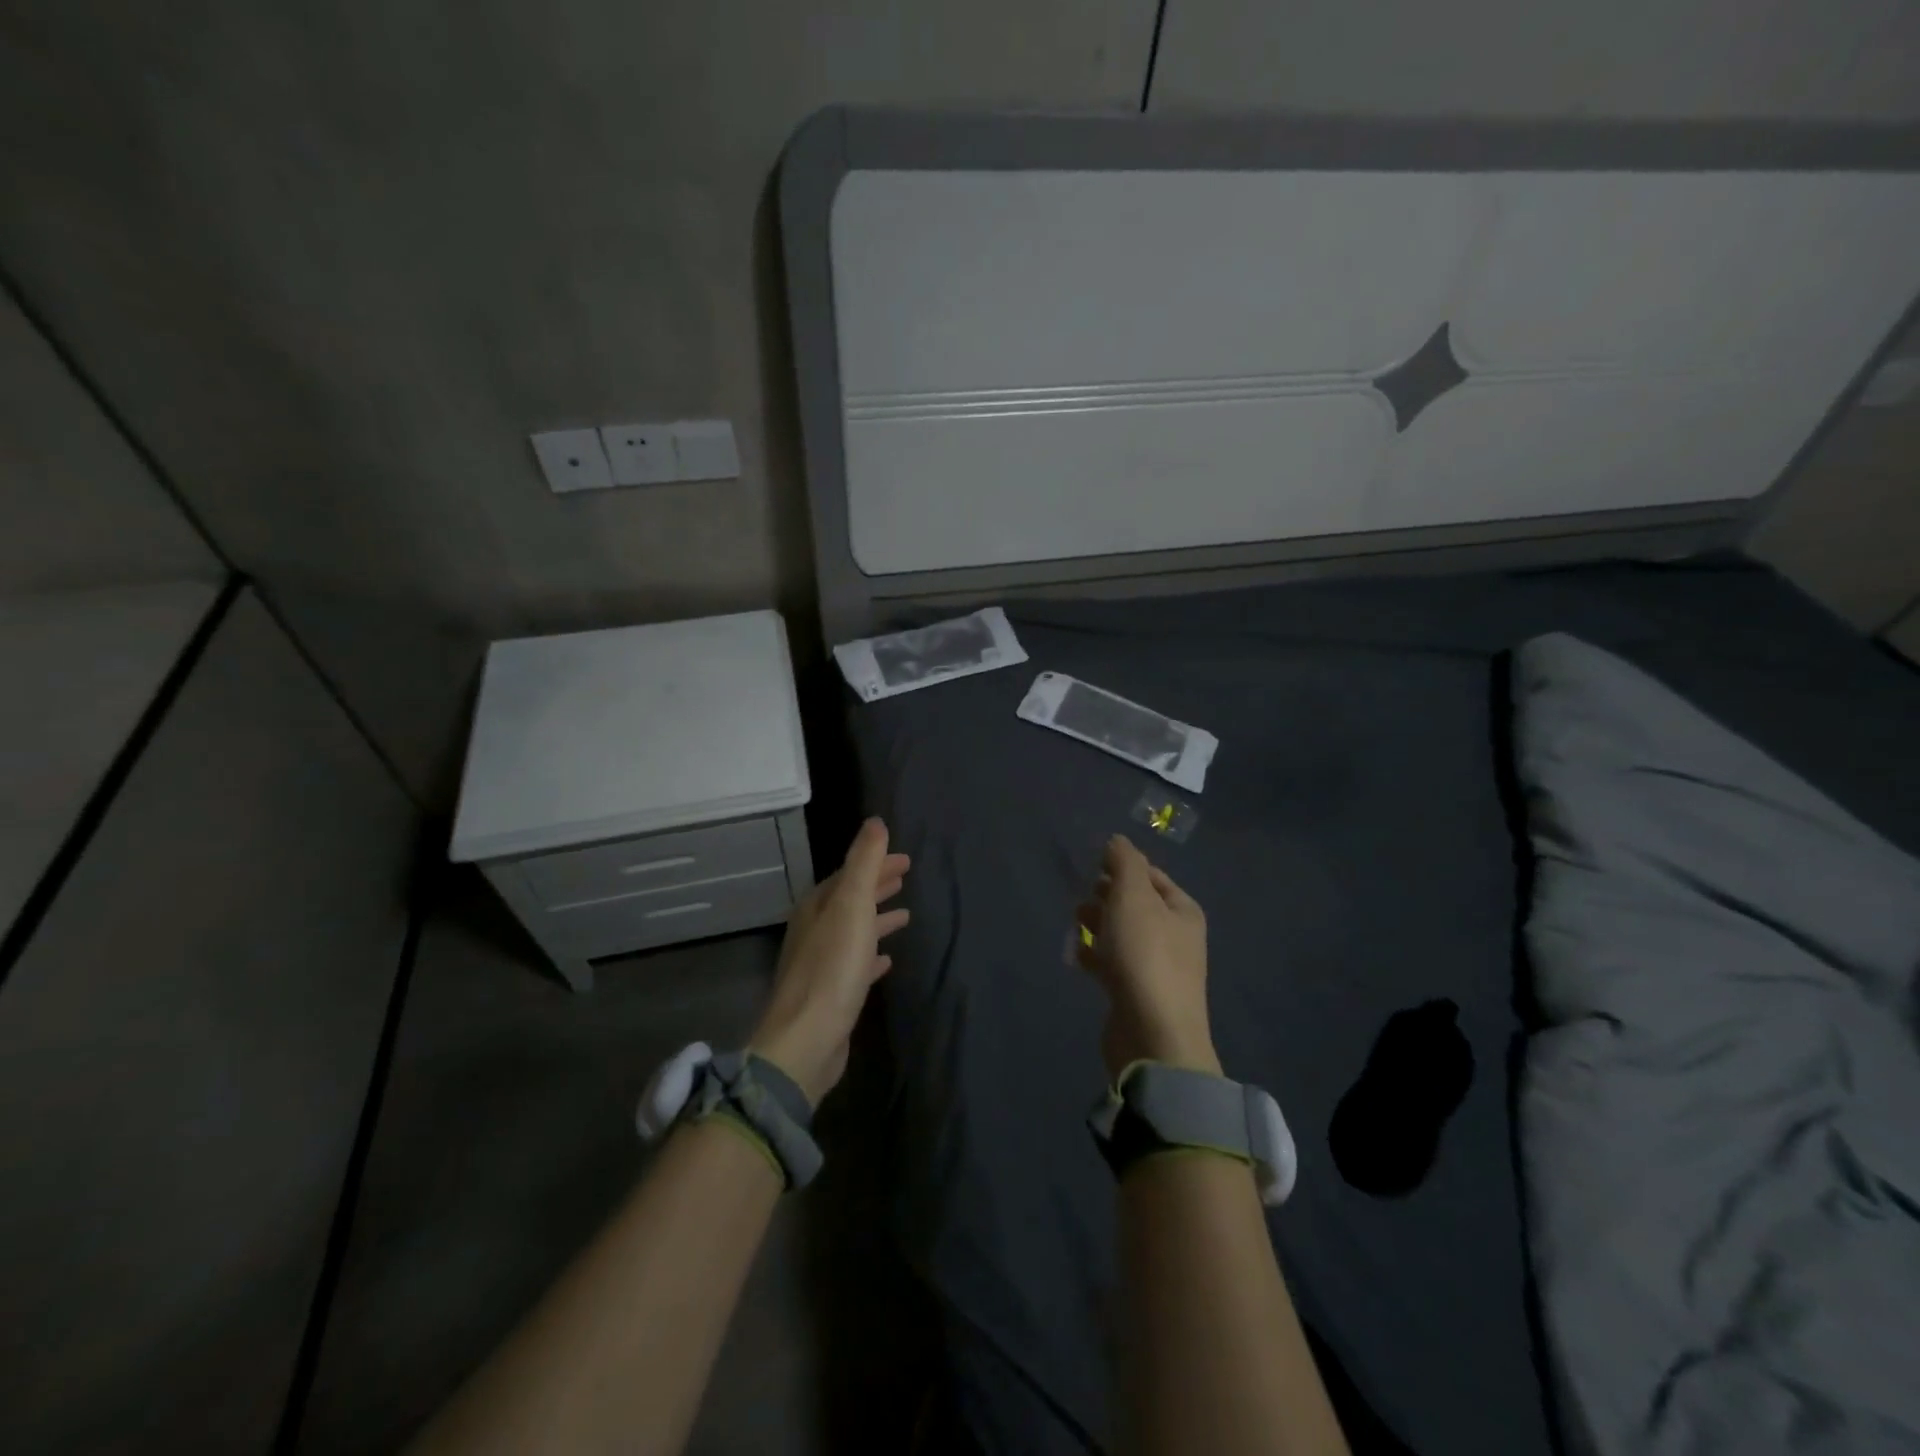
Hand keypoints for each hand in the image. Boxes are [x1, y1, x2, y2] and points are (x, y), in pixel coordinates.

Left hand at [750, 818, 910, 1105]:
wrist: (806, 1040)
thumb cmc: (832, 968)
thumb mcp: (852, 906)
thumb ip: (864, 863)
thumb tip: (875, 822)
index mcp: (818, 907)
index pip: (850, 874)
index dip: (876, 863)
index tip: (905, 859)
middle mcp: (815, 930)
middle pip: (850, 899)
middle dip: (877, 885)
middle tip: (906, 876)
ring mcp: (821, 963)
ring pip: (854, 930)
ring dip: (877, 919)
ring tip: (905, 915)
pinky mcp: (831, 994)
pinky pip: (856, 963)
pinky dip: (872, 954)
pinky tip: (887, 961)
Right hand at [1075, 835, 1218, 1080]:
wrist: (1152, 1034)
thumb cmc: (1145, 955)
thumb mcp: (1133, 896)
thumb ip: (1124, 863)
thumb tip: (1117, 840)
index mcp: (1182, 910)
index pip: (1152, 876)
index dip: (1123, 866)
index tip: (1093, 865)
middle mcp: (1175, 937)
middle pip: (1136, 904)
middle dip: (1107, 895)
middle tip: (1082, 895)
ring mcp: (1157, 968)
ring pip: (1122, 934)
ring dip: (1098, 923)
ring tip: (1075, 921)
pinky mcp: (1136, 994)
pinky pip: (1112, 964)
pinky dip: (1094, 955)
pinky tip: (1076, 954)